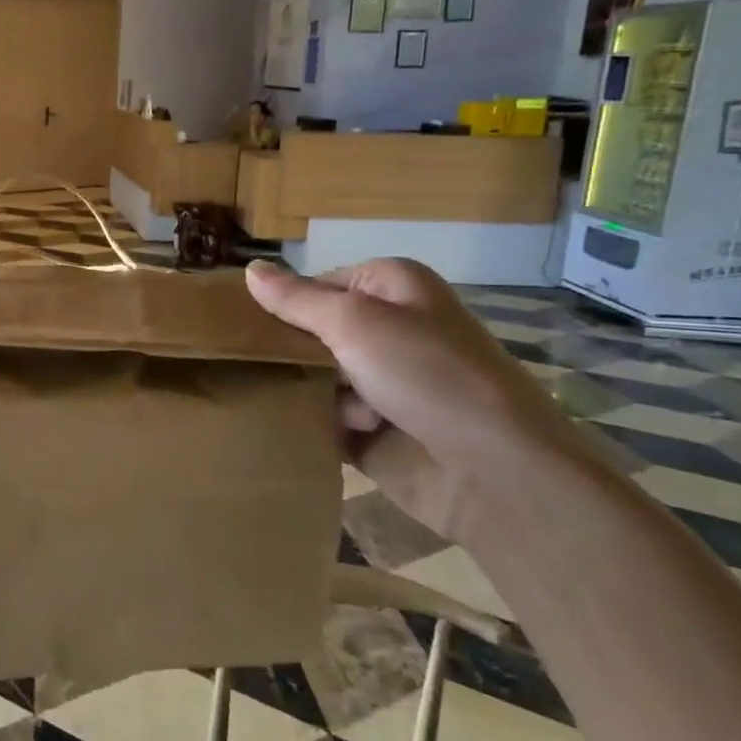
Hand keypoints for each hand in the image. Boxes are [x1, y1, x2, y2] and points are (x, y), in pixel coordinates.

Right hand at [245, 258, 583, 538]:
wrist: (493, 471)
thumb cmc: (426, 374)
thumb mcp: (354, 322)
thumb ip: (296, 299)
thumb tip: (250, 269)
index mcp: (392, 289)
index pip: (316, 285)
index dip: (285, 303)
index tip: (247, 321)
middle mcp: (389, 330)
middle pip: (311, 333)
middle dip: (293, 353)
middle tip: (268, 364)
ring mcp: (383, 382)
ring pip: (313, 377)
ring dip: (315, 394)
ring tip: (337, 409)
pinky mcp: (375, 430)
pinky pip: (324, 418)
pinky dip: (320, 424)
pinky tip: (331, 433)